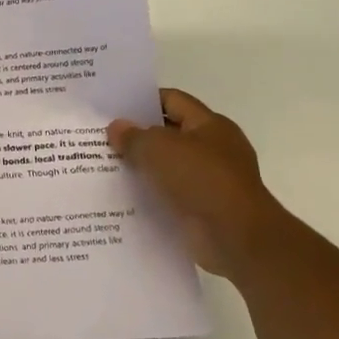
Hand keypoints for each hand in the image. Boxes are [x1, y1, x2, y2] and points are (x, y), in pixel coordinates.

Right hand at [108, 88, 282, 278]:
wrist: (236, 237)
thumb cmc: (201, 179)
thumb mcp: (158, 149)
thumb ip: (133, 136)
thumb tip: (116, 127)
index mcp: (210, 124)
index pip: (172, 100)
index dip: (142, 101)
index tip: (113, 109)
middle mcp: (215, 148)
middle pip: (170, 134)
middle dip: (139, 137)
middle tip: (103, 139)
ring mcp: (213, 181)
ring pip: (169, 167)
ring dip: (144, 168)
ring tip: (107, 168)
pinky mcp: (206, 209)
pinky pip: (173, 195)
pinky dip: (153, 195)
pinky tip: (125, 197)